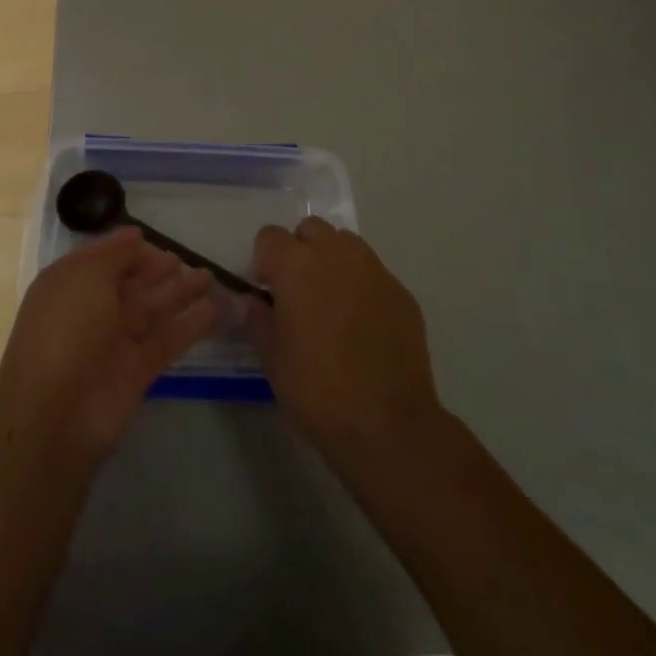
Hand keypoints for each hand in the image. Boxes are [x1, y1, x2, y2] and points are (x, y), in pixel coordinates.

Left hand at [0, 226, 220, 463]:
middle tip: (185, 258)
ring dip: (181, 292)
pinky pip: (168, 340)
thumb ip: (116, 254)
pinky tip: (216, 309)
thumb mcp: (86, 276)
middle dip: (156, 269)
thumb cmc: (66, 328)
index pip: (102, 259)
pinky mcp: (138, 370)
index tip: (152, 236)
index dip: (126, 248)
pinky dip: (191, 325)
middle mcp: (93, 310)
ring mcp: (116, 341)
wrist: (56, 413)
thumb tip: (135, 236)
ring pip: (153, 309)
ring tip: (211, 276)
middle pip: (131, 283)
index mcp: (71, 284)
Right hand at [246, 216, 441, 466]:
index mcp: (296, 265)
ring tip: (331, 303)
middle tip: (298, 292)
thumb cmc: (318, 391)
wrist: (389, 426)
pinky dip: (361, 285)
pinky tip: (362, 325)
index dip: (264, 261)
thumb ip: (258, 320)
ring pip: (345, 244)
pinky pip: (373, 272)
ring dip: (332, 261)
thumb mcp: (273, 359)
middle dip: (299, 250)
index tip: (266, 291)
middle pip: (310, 229)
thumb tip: (253, 301)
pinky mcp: (401, 291)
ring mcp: (374, 269)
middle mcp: (336, 254)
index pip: (269, 236)